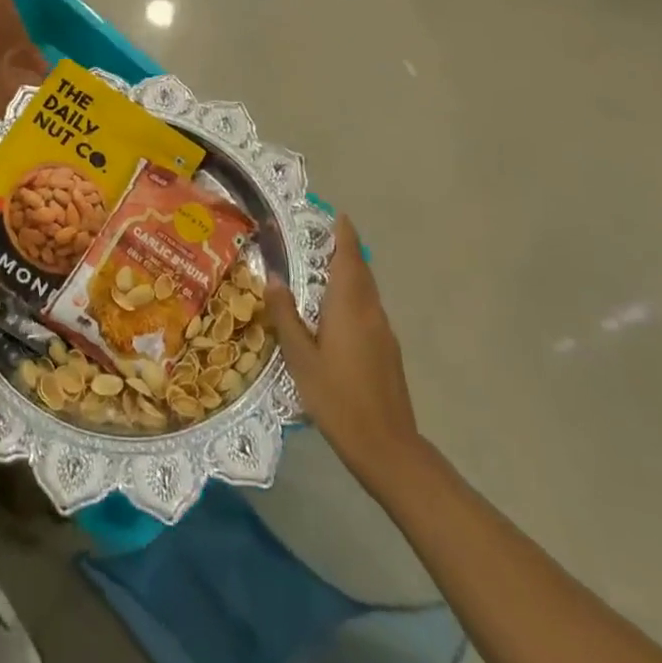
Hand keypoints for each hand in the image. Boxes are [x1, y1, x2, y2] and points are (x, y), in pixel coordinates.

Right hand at [268, 215, 422, 479]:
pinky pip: (369, 311)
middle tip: (324, 237)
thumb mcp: (299, 357)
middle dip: (346, 251)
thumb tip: (273, 278)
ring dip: (350, 274)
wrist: (386, 446)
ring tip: (325, 270)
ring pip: (367, 292)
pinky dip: (354, 297)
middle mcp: (371, 312)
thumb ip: (286, 315)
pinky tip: (337, 313)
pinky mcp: (388, 352)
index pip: (349, 258)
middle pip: (361, 272)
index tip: (338, 216)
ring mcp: (384, 333)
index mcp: (349, 306)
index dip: (344, 235)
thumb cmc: (336, 398)